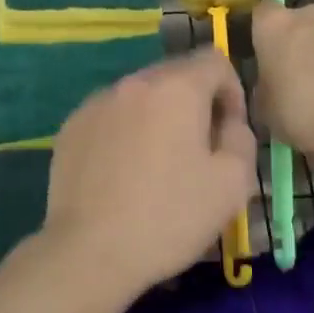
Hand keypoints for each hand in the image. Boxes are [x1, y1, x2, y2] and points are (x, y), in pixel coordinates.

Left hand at [40, 50, 258, 296]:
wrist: (89, 252)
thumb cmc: (169, 216)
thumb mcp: (232, 183)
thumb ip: (241, 138)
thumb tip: (227, 122)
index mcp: (176, 88)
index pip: (215, 60)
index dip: (232, 92)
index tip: (228, 133)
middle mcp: (133, 82)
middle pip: (176, 75)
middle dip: (194, 104)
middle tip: (197, 152)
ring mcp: (96, 102)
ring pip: (140, 96)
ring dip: (158, 118)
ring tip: (157, 166)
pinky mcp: (71, 126)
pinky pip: (111, 116)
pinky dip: (125, 132)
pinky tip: (123, 174)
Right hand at [251, 1, 313, 164]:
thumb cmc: (299, 111)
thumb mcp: (263, 107)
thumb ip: (264, 86)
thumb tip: (272, 85)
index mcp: (275, 25)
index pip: (262, 11)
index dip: (262, 30)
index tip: (262, 53)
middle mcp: (310, 16)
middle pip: (298, 22)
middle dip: (296, 42)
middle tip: (294, 76)